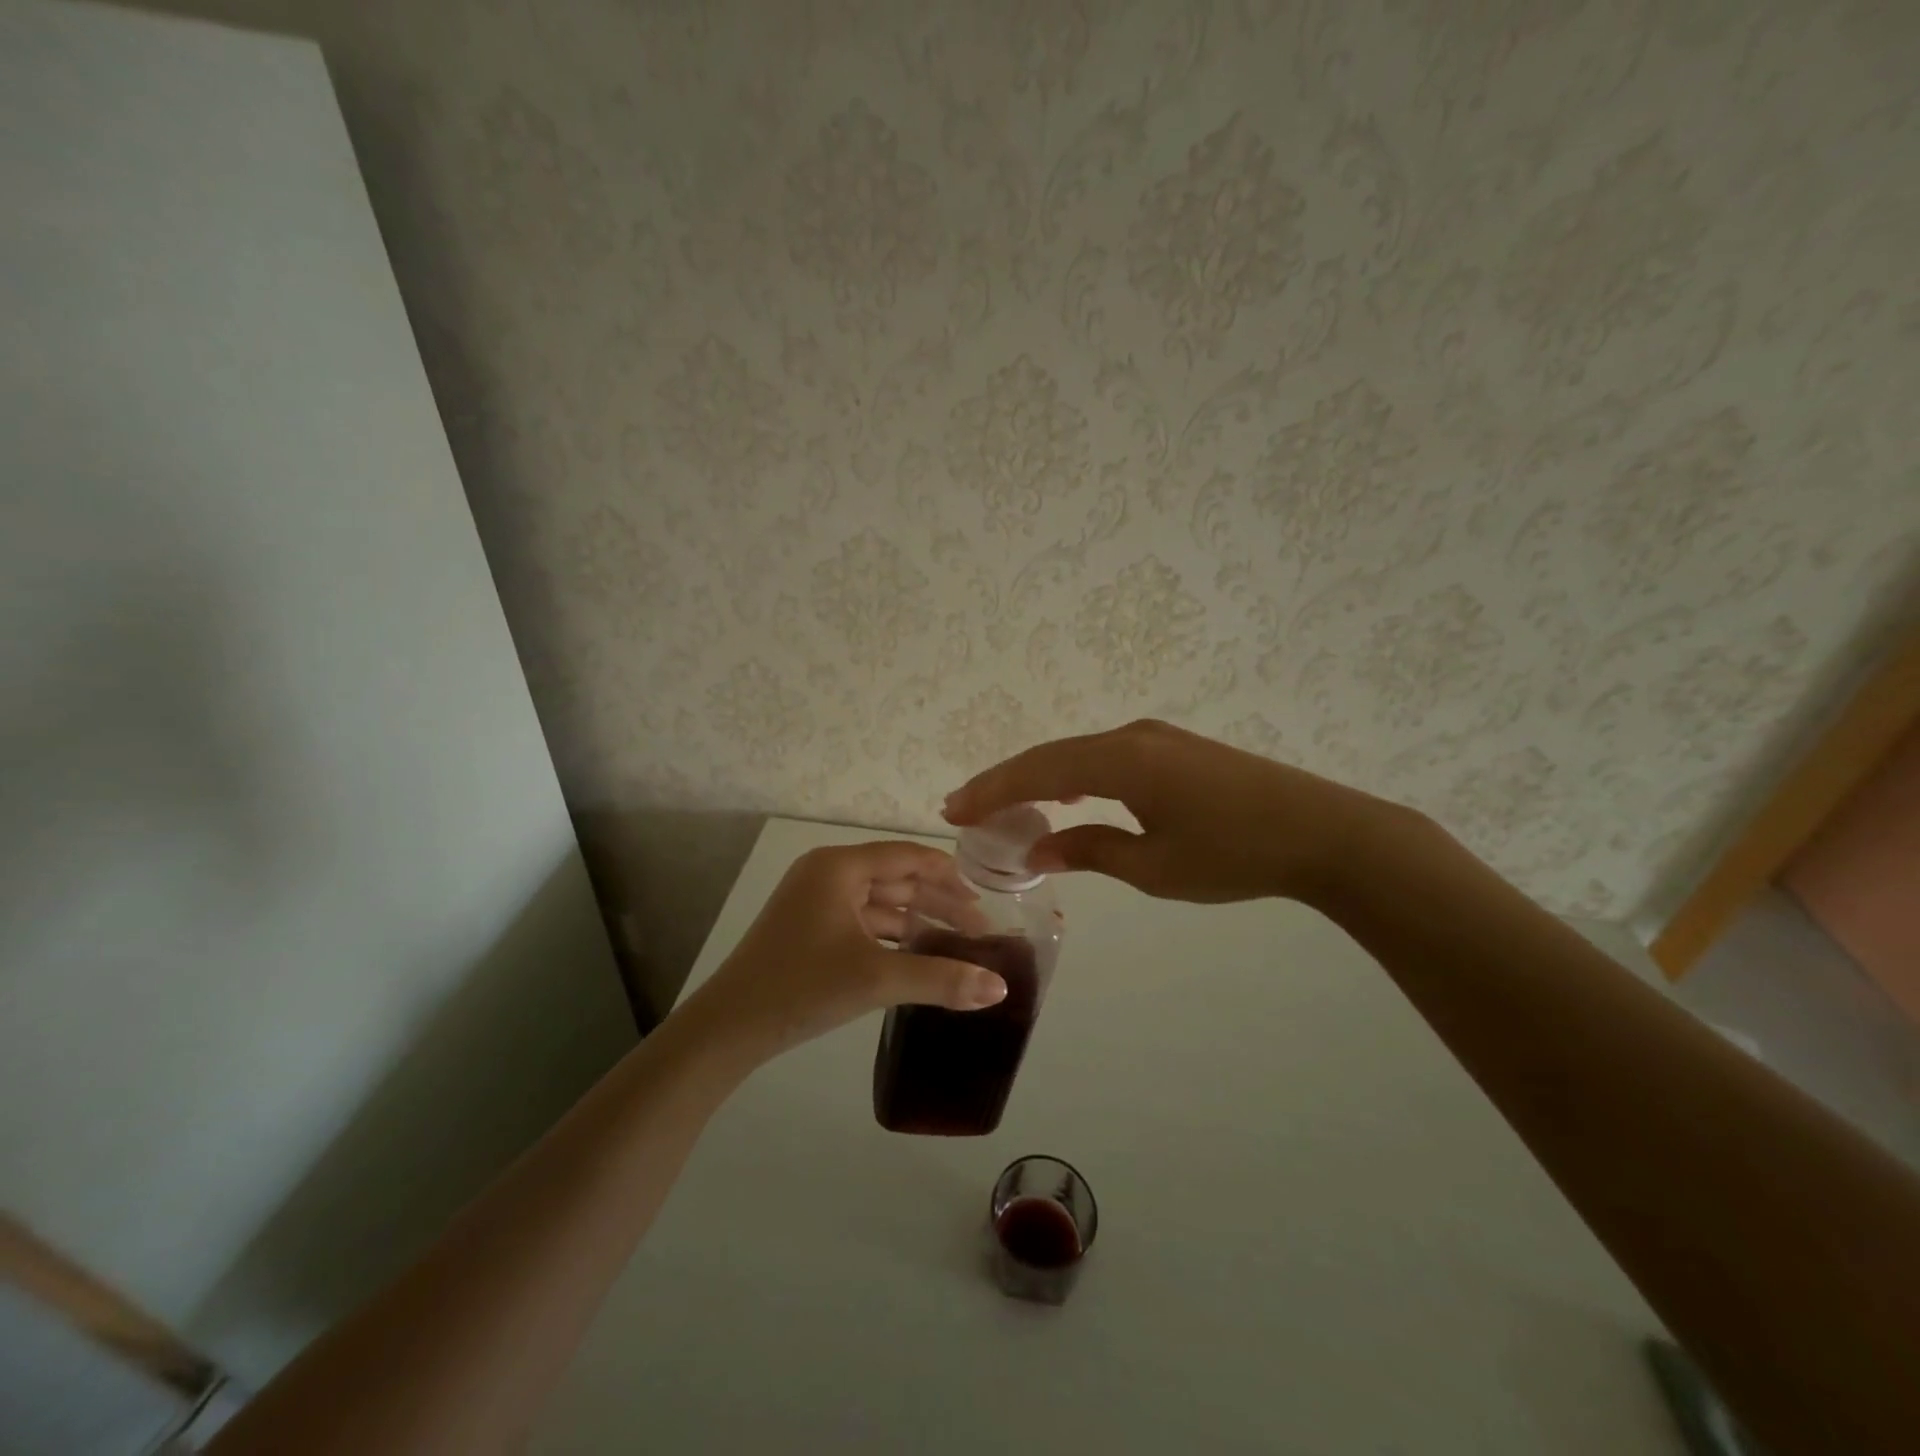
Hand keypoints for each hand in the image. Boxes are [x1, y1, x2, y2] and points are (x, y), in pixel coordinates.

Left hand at [679, 841, 1008, 1063]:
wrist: (728, 1029)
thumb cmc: (801, 987)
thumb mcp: (876, 979)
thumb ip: (941, 979)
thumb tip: (1000, 989)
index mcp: (838, 867)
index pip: (907, 857)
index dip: (948, 875)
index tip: (983, 900)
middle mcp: (827, 874)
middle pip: (896, 879)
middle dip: (938, 903)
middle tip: (979, 931)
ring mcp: (815, 903)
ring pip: (880, 904)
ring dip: (917, 922)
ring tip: (957, 948)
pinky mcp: (810, 930)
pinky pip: (863, 924)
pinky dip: (892, 938)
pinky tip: (918, 958)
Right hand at [943, 719, 1395, 904]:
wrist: (1324, 832)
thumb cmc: (1234, 854)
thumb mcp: (1154, 866)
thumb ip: (1089, 850)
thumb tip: (1036, 848)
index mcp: (1121, 760)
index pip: (1038, 772)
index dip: (992, 790)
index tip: (953, 810)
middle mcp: (1131, 736)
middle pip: (1051, 756)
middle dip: (1005, 782)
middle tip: (965, 807)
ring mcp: (1155, 738)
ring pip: (1078, 754)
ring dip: (1038, 778)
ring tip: (1004, 803)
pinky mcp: (1175, 750)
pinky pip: (1106, 757)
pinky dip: (1073, 775)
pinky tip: (1066, 793)